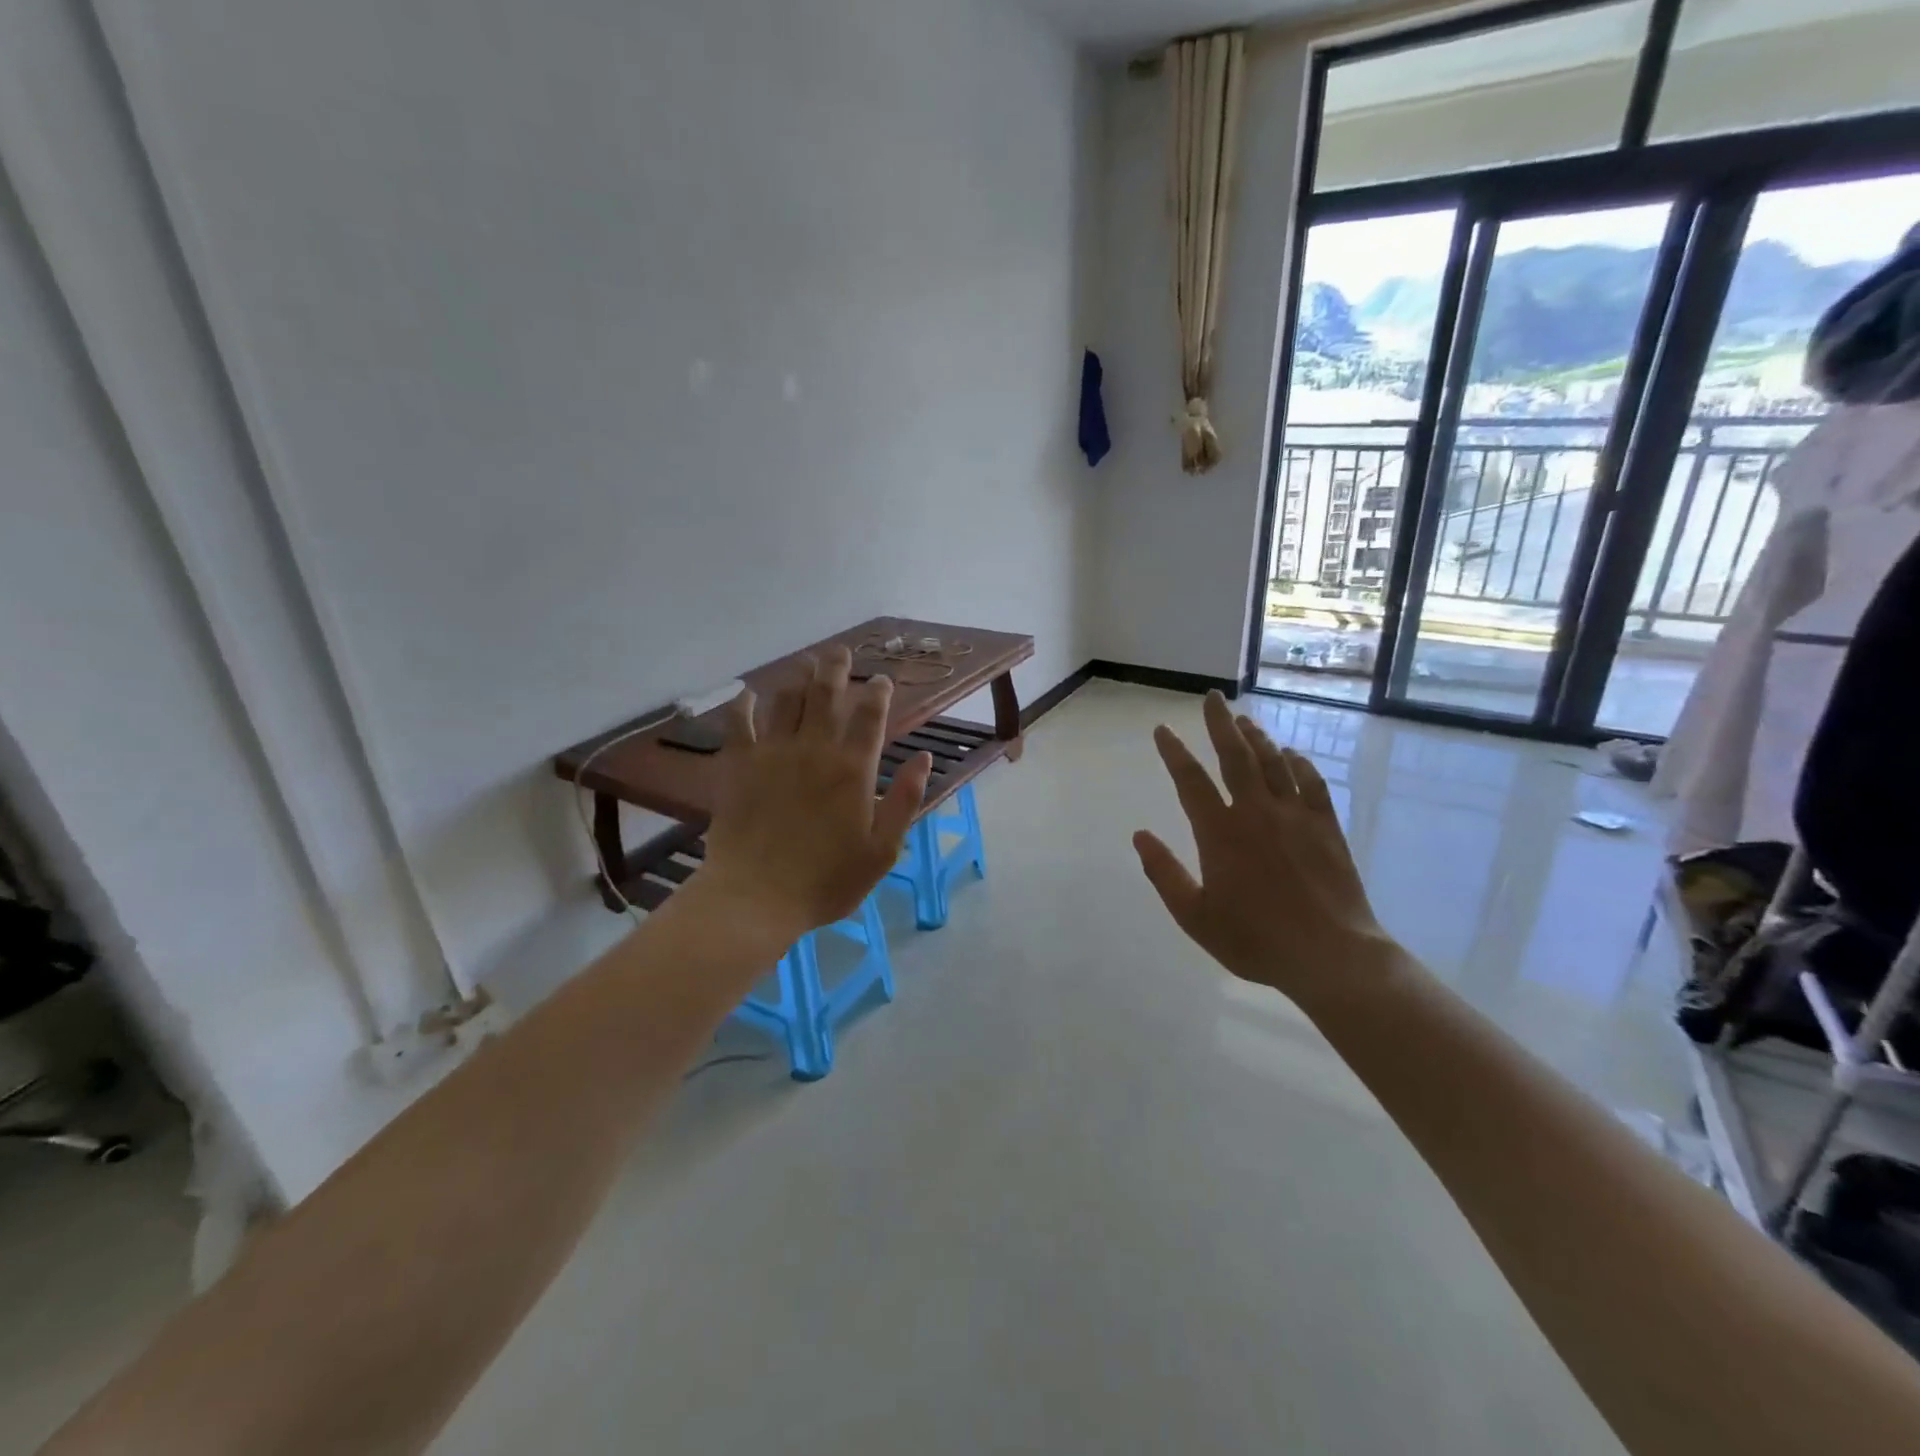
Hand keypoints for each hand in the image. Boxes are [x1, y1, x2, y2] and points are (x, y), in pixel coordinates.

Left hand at [700, 646, 931, 941]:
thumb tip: (924, 757)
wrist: (756, 897)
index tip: (881, 680)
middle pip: (826, 694)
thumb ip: (905, 800)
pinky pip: (740, 722)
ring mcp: (773, 753)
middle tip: (841, 652)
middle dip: (836, 668)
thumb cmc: (826, 880)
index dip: (878, 693)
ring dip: (798, 677)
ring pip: (787, 700)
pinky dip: (745, 703)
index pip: (870, 717)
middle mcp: (814, 749)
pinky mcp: (740, 765)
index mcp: (853, 769)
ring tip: (806, 663)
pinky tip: (749, 693)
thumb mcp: (883, 850)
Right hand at [1133, 692, 1397, 1001]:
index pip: (1190, 780)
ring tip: (1243, 718)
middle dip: (1220, 724)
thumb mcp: (1195, 916)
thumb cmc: (1255, 939)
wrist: (1331, 955)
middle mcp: (1256, 812)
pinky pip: (1311, 783)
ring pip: (1273, 763)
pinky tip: (1291, 754)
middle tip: (1212, 697)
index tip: (1162, 730)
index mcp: (1220, 833)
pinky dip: (1298, 764)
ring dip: (1256, 737)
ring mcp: (1295, 816)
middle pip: (1235, 756)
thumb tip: (1139, 836)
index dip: (1174, 752)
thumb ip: (1164, 874)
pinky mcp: (1326, 827)